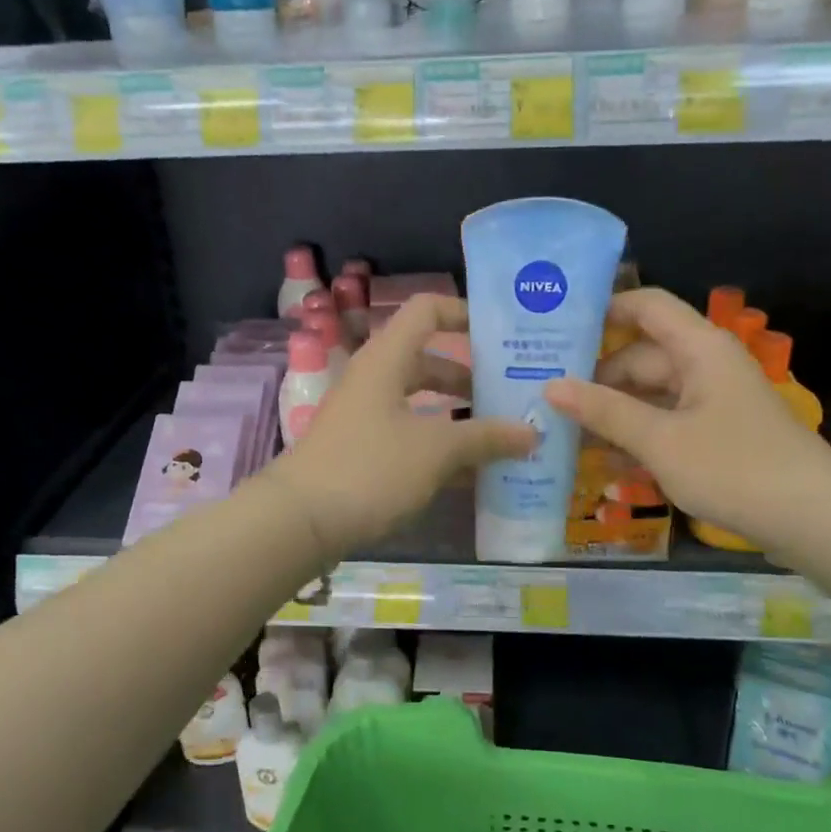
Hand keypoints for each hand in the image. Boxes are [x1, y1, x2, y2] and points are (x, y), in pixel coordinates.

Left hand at [268, 295, 536, 563]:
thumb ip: (486, 437)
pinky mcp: (361, 449)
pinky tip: (472, 472)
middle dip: (472, 377)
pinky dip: (439, 445)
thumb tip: (532, 432)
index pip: (427, 310)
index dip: (464, 313)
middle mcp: (375, 379)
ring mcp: (365, 415)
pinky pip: (410, 434)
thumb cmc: (370, 468)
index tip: (503, 333)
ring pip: (421, 402)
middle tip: (514, 393)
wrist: (298, 521)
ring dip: (459, 415)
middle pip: (429, 361)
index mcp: (387, 359)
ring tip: (502, 434)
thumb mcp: (436, 450)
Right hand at [543, 288, 830, 547]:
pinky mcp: (717, 436)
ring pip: (651, 395)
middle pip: (640, 357)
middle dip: (595, 378)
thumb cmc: (736, 468)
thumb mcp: (661, 441)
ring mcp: (713, 402)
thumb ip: (604, 412)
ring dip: (613, 414)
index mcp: (698, 349)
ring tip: (562, 433)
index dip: (603, 309)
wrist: (818, 522)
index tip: (556, 327)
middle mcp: (705, 366)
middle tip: (543, 398)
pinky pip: (667, 424)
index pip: (645, 306)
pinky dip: (638, 437)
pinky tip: (603, 463)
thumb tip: (550, 386)